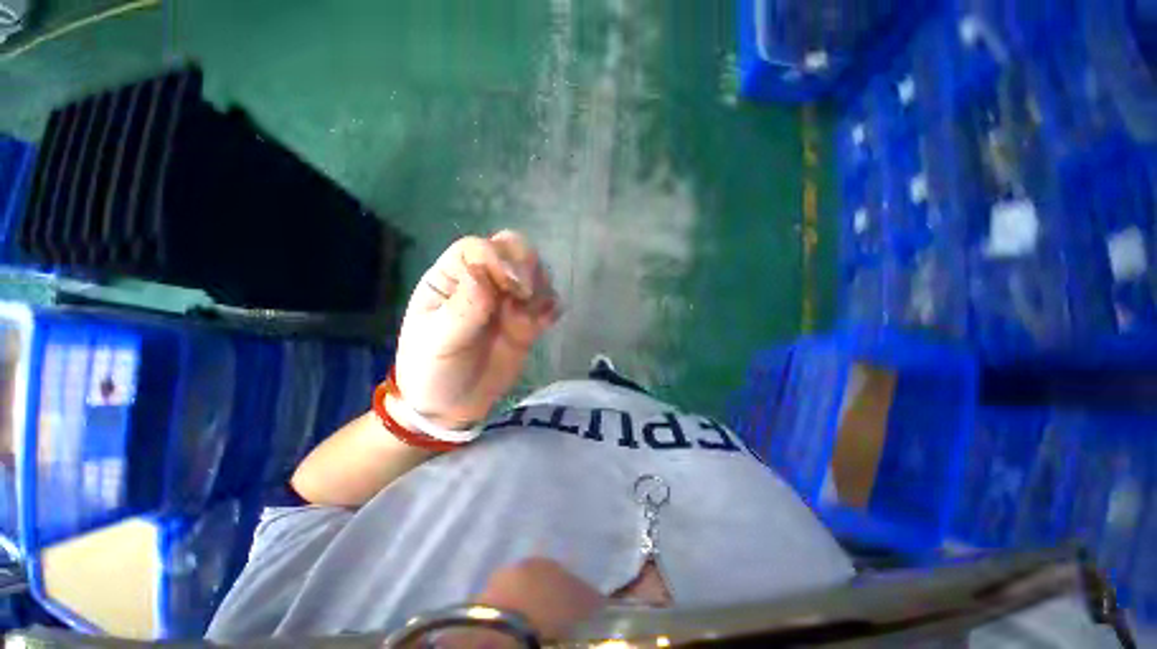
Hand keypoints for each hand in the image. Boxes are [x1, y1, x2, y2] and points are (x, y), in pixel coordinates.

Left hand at [394, 231, 560, 427]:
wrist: (451, 407)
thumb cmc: (433, 371)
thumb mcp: (438, 342)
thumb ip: (462, 309)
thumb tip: (484, 274)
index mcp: (453, 277)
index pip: (480, 249)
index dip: (500, 259)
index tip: (514, 286)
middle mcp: (484, 280)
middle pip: (514, 249)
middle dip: (527, 266)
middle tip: (527, 296)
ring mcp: (509, 299)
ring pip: (536, 272)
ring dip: (542, 288)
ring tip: (532, 318)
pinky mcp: (528, 319)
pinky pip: (548, 301)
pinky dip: (552, 307)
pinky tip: (545, 323)